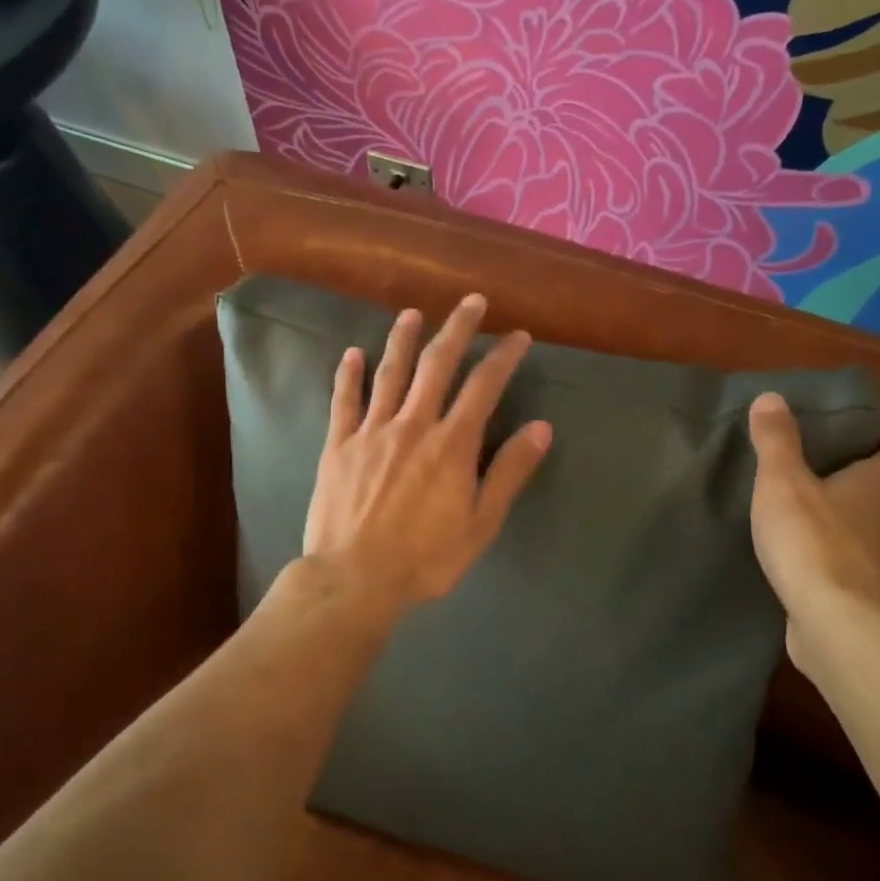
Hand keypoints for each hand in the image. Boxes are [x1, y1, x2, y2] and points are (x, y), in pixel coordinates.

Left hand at [302, 294, 552, 619]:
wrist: (354, 578)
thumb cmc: (425, 558)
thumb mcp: (481, 524)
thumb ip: (509, 472)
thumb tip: (541, 428)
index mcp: (451, 444)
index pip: (484, 386)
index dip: (504, 356)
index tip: (518, 336)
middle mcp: (413, 424)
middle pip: (437, 364)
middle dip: (457, 329)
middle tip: (471, 301)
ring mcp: (371, 431)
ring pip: (389, 373)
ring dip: (402, 339)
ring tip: (411, 313)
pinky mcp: (338, 444)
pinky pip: (344, 401)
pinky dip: (348, 375)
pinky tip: (352, 353)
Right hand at [748, 392, 879, 662]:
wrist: (835, 622)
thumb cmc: (811, 540)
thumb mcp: (781, 482)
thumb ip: (776, 441)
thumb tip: (772, 396)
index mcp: (877, 486)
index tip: (864, 436)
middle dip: (874, 483)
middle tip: (835, 474)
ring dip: (861, 524)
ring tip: (822, 518)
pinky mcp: (871, 597)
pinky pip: (864, 569)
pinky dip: (848, 562)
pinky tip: (816, 563)